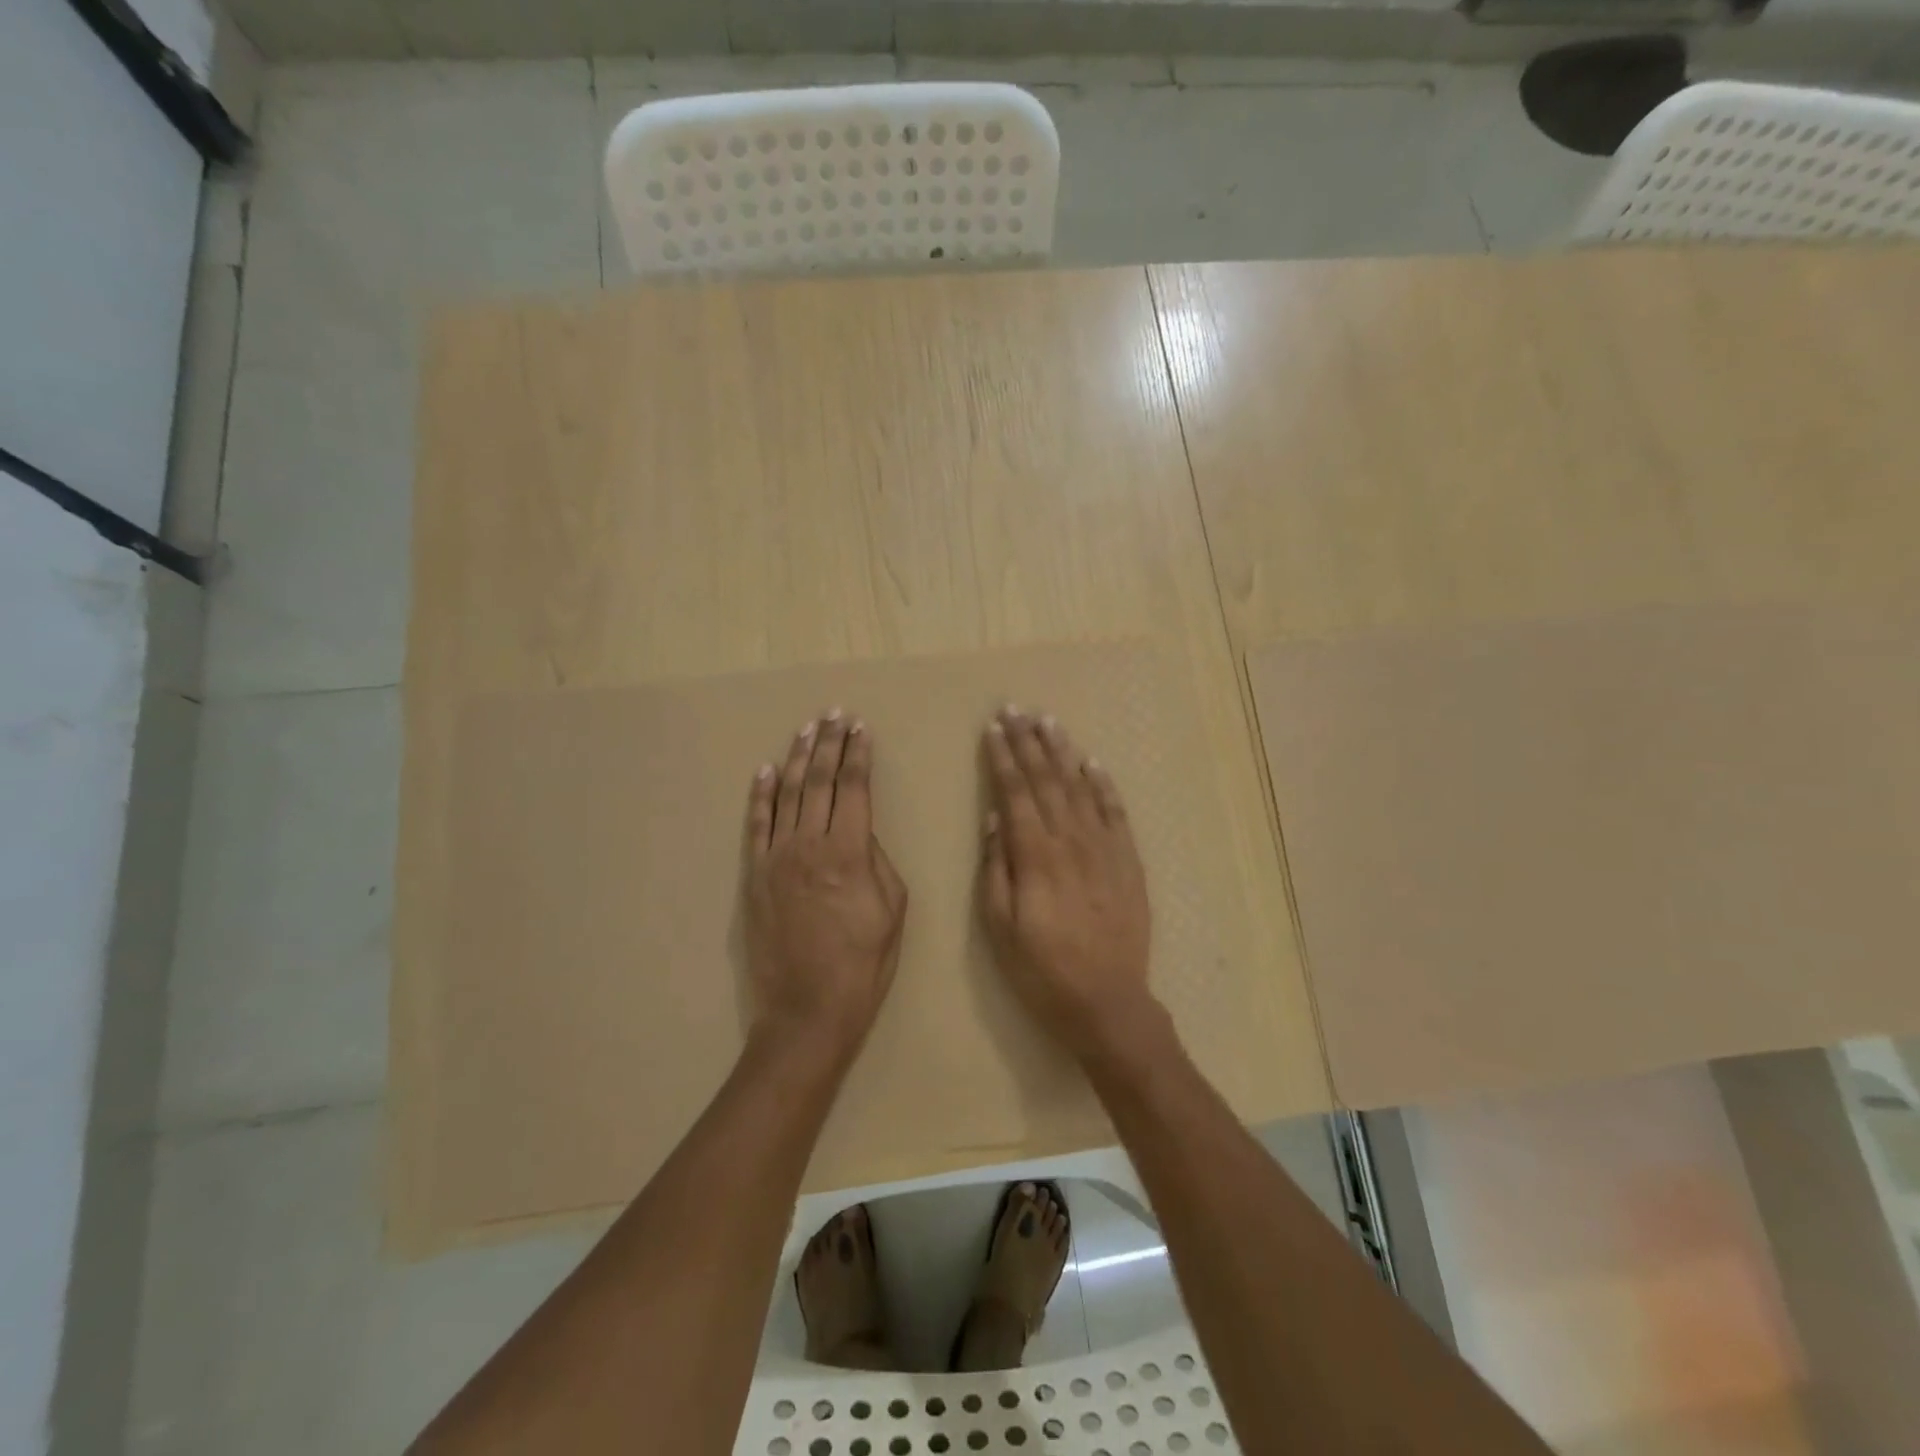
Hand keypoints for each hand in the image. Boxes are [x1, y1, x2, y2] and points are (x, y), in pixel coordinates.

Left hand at [745, 711, 906, 1055]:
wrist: (808, 1010)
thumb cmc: (864, 964)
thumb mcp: (893, 910)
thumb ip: (878, 862)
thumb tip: (861, 835)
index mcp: (849, 852)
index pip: (854, 788)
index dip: (858, 755)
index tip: (861, 729)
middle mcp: (809, 845)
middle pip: (819, 782)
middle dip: (829, 744)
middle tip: (835, 715)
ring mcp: (775, 858)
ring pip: (786, 795)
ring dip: (797, 758)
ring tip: (806, 729)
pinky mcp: (754, 876)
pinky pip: (756, 826)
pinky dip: (760, 795)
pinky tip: (765, 771)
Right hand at [978, 707, 1155, 1061]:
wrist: (1108, 1003)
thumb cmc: (1043, 970)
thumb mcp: (1000, 928)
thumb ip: (996, 870)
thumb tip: (996, 820)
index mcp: (1035, 856)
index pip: (1015, 792)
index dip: (1002, 757)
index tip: (992, 727)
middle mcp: (1071, 841)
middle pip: (1046, 780)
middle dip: (1028, 742)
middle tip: (1015, 708)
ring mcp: (1105, 848)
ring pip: (1079, 787)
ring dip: (1062, 752)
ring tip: (1048, 721)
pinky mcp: (1128, 861)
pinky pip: (1115, 812)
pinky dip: (1103, 784)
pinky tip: (1092, 763)